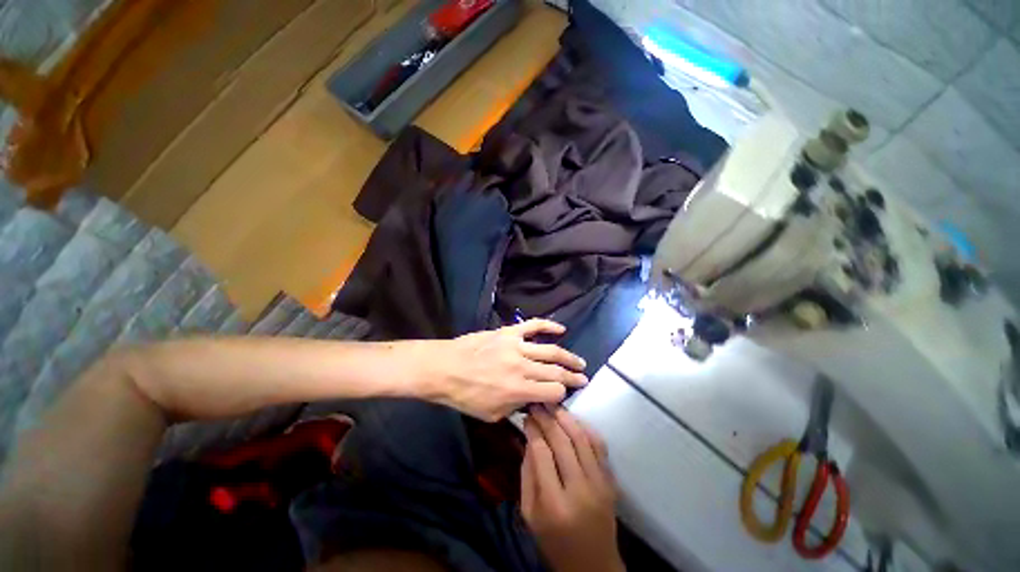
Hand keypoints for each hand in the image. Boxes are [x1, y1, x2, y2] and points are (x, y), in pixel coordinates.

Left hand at [422, 320, 587, 421]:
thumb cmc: (464, 396)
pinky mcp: (508, 332)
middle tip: (583, 378)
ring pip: (550, 350)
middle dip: (573, 377)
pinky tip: (561, 329)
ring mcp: (516, 346)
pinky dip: (549, 325)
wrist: (444, 368)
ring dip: (568, 357)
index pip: (553, 391)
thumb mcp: (491, 414)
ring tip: (580, 362)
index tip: (562, 395)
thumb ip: (516, 408)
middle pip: (556, 371)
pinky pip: (533, 325)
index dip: (561, 395)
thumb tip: (532, 401)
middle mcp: (522, 367)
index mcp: (518, 390)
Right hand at [521, 407, 623, 571]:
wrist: (593, 565)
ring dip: (566, 417)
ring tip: (553, 404)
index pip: (542, 454)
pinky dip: (585, 428)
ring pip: (582, 438)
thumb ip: (528, 474)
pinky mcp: (611, 480)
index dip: (533, 430)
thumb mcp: (530, 514)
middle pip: (563, 441)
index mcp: (555, 504)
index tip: (527, 417)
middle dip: (548, 418)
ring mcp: (600, 483)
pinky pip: (599, 445)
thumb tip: (530, 438)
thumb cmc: (554, 542)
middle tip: (537, 404)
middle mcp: (580, 489)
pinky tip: (573, 419)